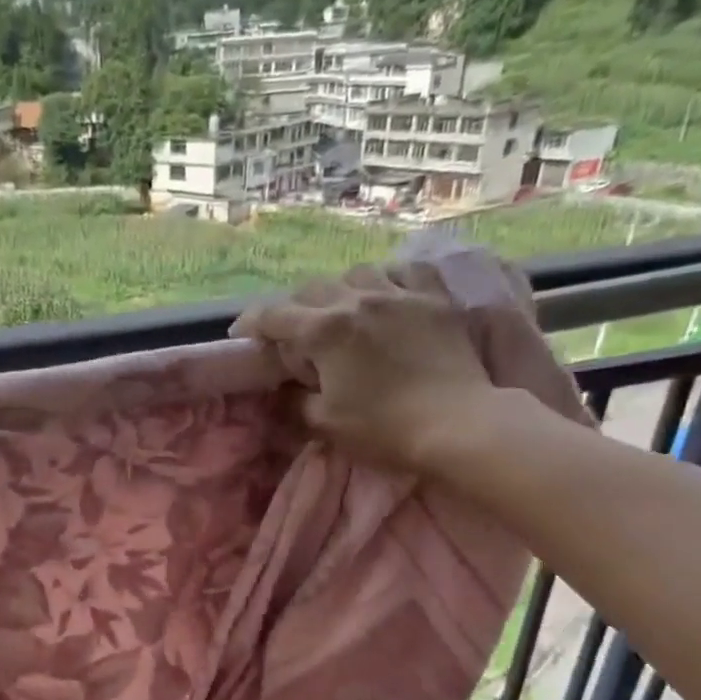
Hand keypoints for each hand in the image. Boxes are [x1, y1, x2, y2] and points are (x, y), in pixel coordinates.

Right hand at [231, 263, 511, 476]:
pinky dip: (389, 278)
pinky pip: (406, 270)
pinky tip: (388, 293)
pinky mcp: (435, 299)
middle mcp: (357, 300)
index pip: (273, 315)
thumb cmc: (384, 429)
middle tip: (290, 331)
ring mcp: (400, 294)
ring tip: (341, 309)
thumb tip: (281, 390)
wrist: (458, 424)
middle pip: (311, 288)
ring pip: (357, 272)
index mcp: (324, 330)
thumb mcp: (324, 423)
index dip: (251, 324)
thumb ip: (294, 401)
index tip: (242, 337)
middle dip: (293, 307)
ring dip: (340, 289)